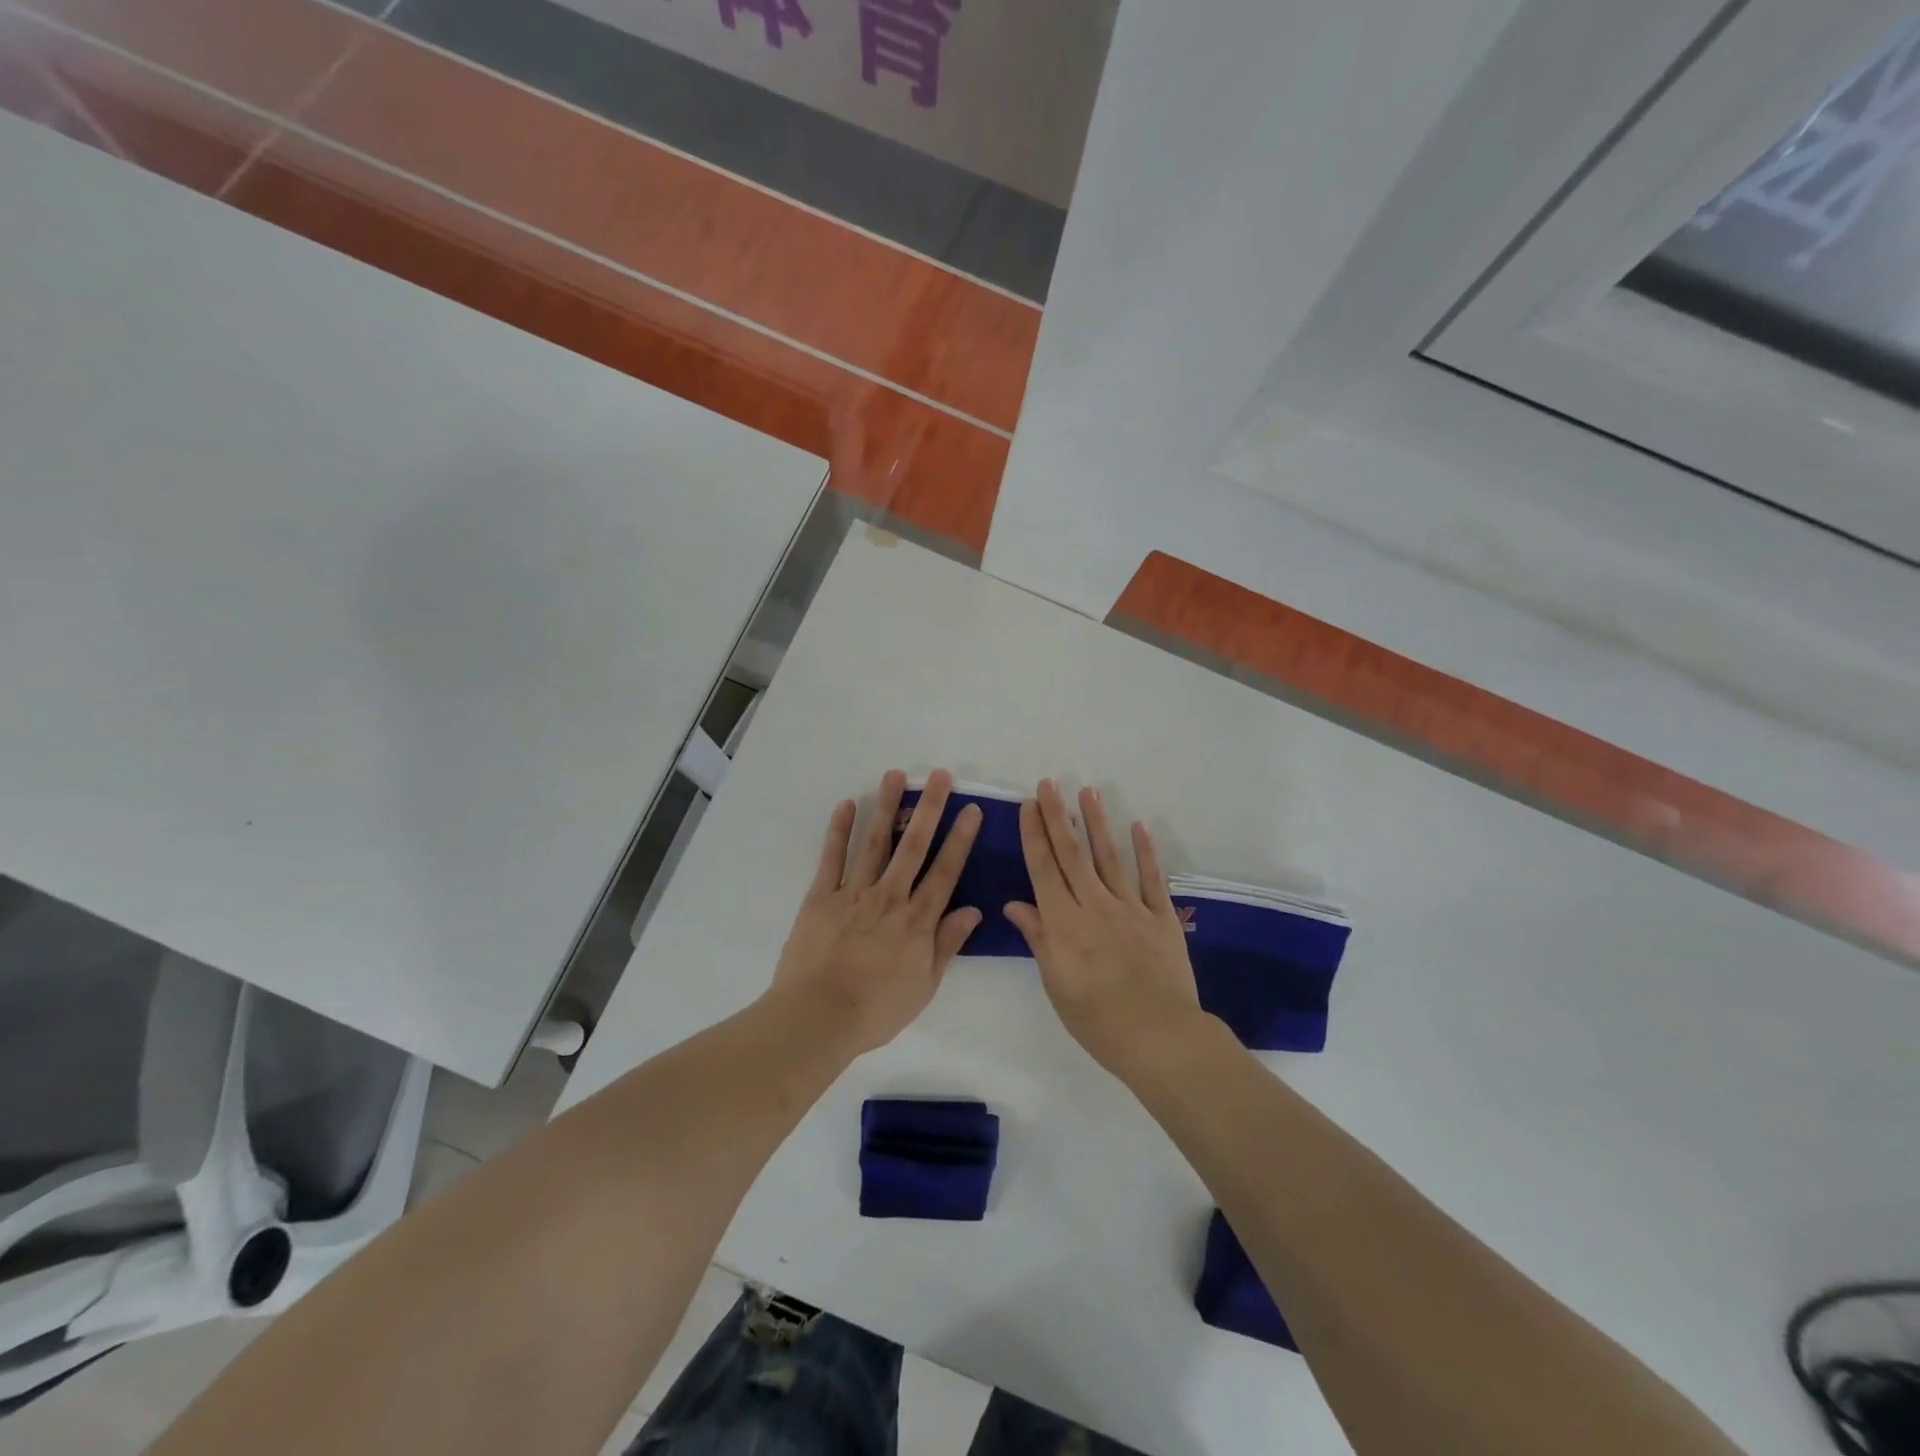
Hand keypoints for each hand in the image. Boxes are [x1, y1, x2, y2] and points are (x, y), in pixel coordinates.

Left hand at [768, 769, 982, 1054]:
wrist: (818, 1017)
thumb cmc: (876, 1009)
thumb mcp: (924, 986)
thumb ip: (947, 944)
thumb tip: (973, 910)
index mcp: (917, 920)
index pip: (945, 872)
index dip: (960, 839)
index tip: (971, 810)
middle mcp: (890, 897)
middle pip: (914, 846)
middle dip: (929, 808)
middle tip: (940, 775)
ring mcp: (854, 893)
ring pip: (875, 842)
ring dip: (887, 807)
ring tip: (896, 774)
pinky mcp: (822, 896)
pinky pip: (832, 858)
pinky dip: (839, 830)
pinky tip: (847, 804)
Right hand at [1004, 779, 1203, 1076]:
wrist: (1159, 1038)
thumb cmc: (1096, 1019)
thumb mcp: (1056, 984)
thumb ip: (1038, 938)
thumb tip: (1015, 904)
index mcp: (1064, 924)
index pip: (1044, 869)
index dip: (1034, 834)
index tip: (1029, 804)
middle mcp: (1094, 906)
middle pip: (1072, 854)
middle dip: (1058, 816)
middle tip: (1050, 783)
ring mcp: (1131, 909)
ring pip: (1109, 857)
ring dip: (1097, 823)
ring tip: (1087, 792)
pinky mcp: (1161, 918)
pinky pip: (1151, 879)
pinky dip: (1145, 851)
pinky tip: (1138, 826)